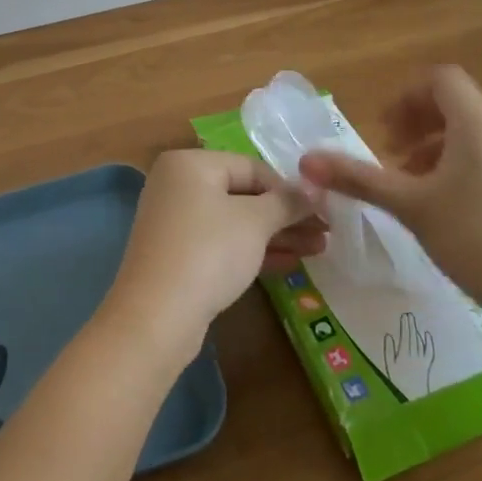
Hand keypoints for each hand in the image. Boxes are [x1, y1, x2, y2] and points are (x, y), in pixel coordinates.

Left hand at [102, 150, 323, 362]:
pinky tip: (289, 264)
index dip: (289, 188)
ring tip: (318, 249)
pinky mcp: (177, 255)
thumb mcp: (254, 222)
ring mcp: (175, 221)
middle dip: (285, 215)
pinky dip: (252, 250)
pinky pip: (222, 243)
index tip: (323, 209)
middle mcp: (178, 184)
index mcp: (190, 163)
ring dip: (275, 235)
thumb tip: (313, 189)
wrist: (156, 317)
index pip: (251, 166)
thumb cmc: (208, 252)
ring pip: (235, 222)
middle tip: (325, 232)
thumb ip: (286, 202)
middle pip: (243, 194)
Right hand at [298, 66, 481, 346]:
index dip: (406, 97)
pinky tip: (454, 211)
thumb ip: (359, 179)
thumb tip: (305, 161)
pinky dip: (465, 166)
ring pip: (476, 133)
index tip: (383, 131)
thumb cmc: (481, 242)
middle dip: (417, 124)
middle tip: (392, 158)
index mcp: (479, 123)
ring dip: (438, 148)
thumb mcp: (412, 208)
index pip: (440, 80)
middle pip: (457, 104)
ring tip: (417, 188)